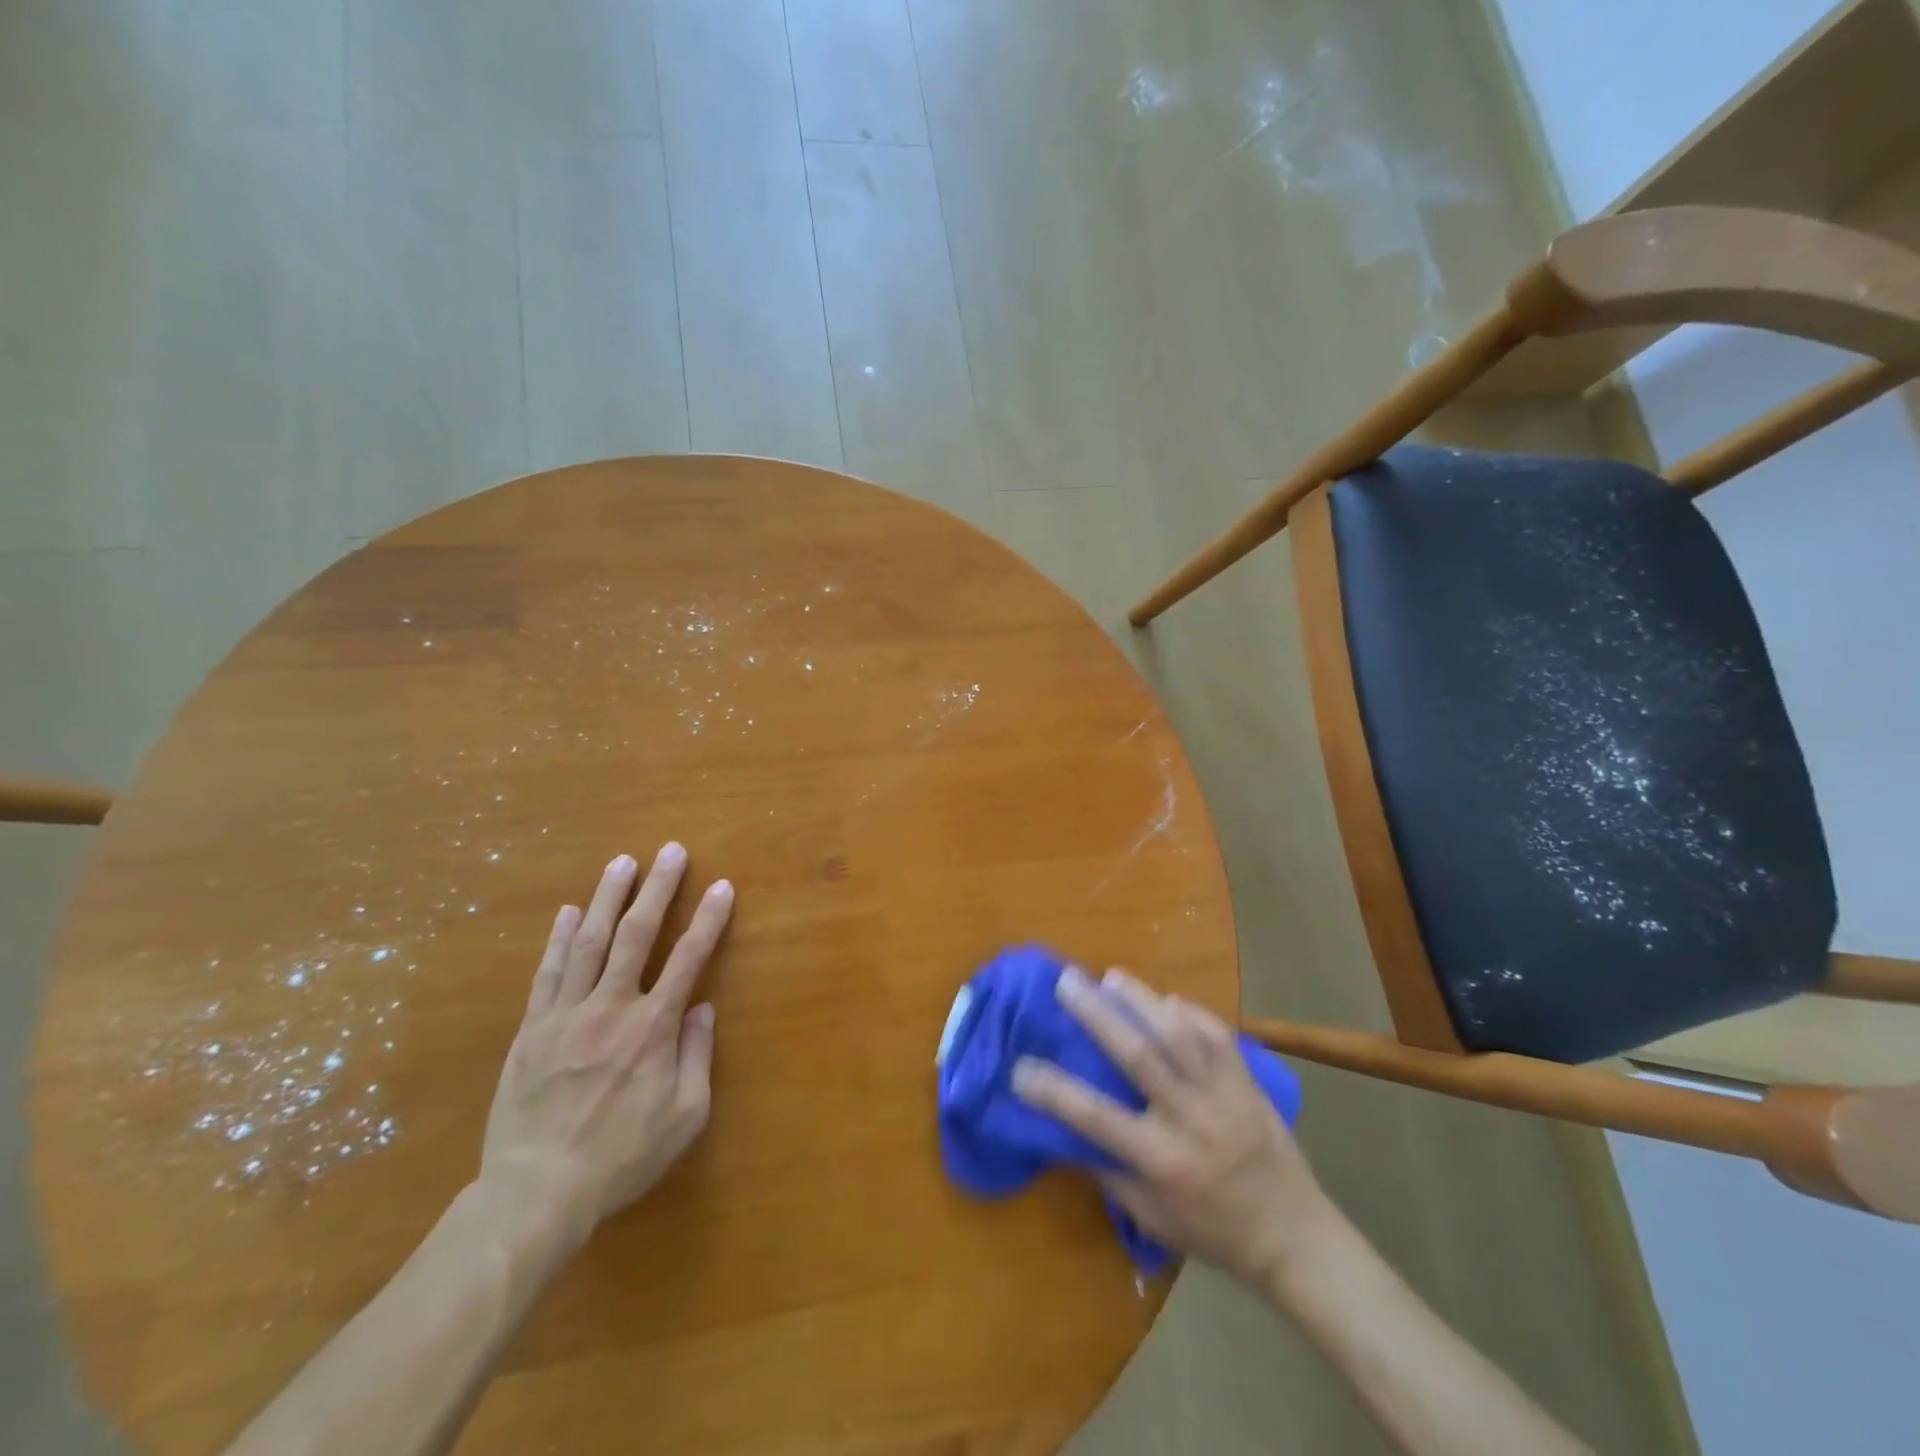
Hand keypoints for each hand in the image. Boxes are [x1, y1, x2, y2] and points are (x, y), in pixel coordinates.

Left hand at [479, 844, 733, 1237]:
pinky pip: (547, 973)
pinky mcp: (531, 1030)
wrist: (536, 1194)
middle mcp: (611, 1007)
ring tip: (622, 863)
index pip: (688, 958)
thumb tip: (703, 1008)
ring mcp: (566, 1015)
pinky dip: (557, 939)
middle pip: (636, 934)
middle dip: (658, 888)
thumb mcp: (685, 1117)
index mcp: (653, 1028)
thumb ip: (697, 1056)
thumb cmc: (621, 1158)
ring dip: (607, 898)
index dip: (709, 919)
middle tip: (670, 850)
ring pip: (588, 942)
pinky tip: (566, 912)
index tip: (722, 886)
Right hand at [1012, 966, 1335, 1287]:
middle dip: (1097, 1014)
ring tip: (1111, 976)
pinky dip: (1190, 1012)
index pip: (1096, 1117)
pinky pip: (1217, 1035)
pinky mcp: (1248, 1081)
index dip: (1053, 1090)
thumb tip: (1068, 1129)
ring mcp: (1224, 1095)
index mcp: (1162, 1160)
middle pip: (1138, 1055)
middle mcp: (1190, 1119)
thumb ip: (1110, 1171)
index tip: (1020, 1066)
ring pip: (1179, 1033)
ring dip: (1142, 1000)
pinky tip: (1166, 999)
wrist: (1295, 1237)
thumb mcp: (1153, 1217)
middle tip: (1067, 981)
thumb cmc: (1214, 1233)